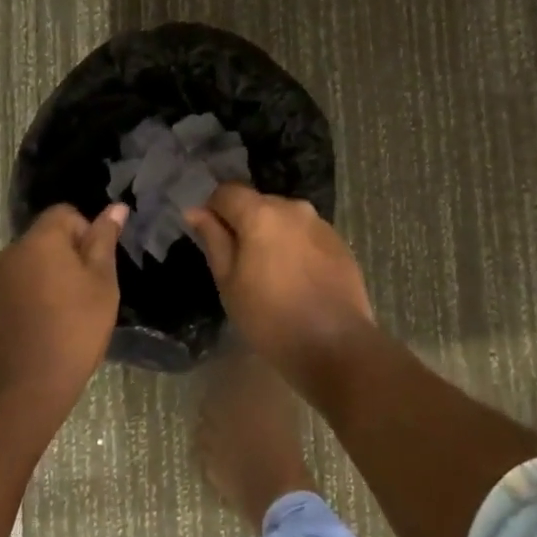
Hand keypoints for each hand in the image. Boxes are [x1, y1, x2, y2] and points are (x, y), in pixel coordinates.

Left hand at [0, 203, 127, 419]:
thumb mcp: (102, 282)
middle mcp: (12, 253)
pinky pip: (20, 286)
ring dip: (53, 276)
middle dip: (71, 254)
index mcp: (40, 240)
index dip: (87, 231)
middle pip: (48, 237)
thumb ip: (104, 241)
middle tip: (90, 289)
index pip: (65, 213)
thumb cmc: (74, 329)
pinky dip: (37, 296)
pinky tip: (50, 325)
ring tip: (72, 310)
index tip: (97, 265)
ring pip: (34, 263)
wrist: (25, 389)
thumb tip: (116, 207)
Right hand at [187, 185, 376, 396]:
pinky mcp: (339, 241)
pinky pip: (306, 234)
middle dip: (244, 224)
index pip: (227, 191)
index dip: (213, 209)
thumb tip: (197, 211)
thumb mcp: (230, 283)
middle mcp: (293, 207)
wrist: (336, 345)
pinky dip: (295, 247)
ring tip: (270, 275)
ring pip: (284, 219)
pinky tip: (296, 280)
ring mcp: (320, 223)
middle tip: (239, 263)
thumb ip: (214, 240)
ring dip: (271, 235)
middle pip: (258, 203)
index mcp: (261, 213)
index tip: (210, 237)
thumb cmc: (271, 318)